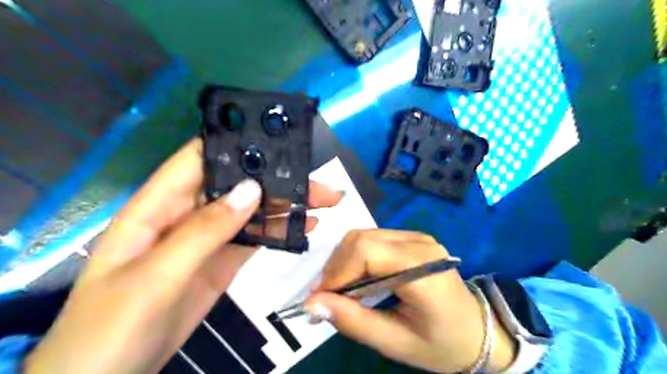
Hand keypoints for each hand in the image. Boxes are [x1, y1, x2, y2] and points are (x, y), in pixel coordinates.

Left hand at [23, 137, 339, 372]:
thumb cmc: (112, 327)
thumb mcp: (155, 277)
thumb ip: (204, 232)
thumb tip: (252, 190)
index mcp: (159, 206)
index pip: (198, 158)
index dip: (234, 143)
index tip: (277, 141)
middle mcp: (186, 214)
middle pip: (236, 185)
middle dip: (276, 179)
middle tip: (318, 183)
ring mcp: (207, 239)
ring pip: (250, 212)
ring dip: (284, 206)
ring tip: (321, 203)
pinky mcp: (222, 262)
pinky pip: (253, 239)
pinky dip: (278, 232)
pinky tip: (303, 228)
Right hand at [304, 229, 516, 371]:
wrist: (478, 332)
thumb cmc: (442, 344)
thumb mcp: (396, 343)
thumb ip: (353, 321)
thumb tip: (312, 303)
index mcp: (422, 268)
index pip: (366, 251)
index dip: (336, 271)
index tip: (319, 298)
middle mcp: (419, 243)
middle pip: (361, 238)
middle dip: (337, 266)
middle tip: (328, 296)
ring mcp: (417, 237)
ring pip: (364, 236)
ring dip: (344, 261)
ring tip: (342, 290)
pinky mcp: (412, 239)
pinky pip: (373, 239)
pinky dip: (357, 257)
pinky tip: (359, 278)